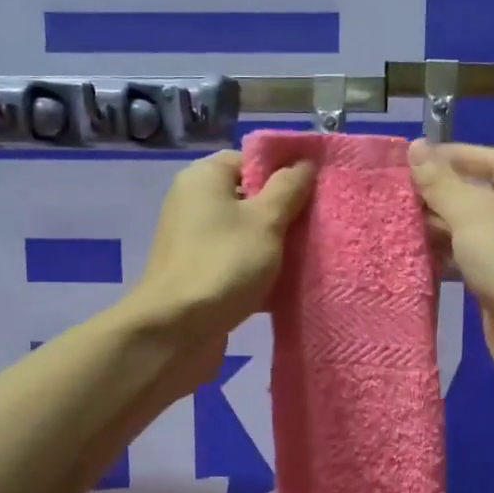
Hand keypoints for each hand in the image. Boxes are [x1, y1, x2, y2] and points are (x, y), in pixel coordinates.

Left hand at [127, 150, 314, 389]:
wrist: (175, 331)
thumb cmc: (223, 264)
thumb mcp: (265, 220)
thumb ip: (288, 189)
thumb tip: (304, 163)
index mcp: (204, 178)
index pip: (251, 161)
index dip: (284, 173)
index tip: (316, 193)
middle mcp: (194, 204)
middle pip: (249, 198)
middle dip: (284, 213)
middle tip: (319, 227)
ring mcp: (194, 242)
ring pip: (246, 234)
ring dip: (275, 246)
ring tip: (310, 256)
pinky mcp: (199, 275)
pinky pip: (237, 263)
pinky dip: (259, 271)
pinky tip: (288, 285)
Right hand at [408, 140, 493, 395]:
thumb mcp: (471, 214)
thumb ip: (439, 181)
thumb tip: (415, 145)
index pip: (490, 158)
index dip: (452, 156)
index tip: (412, 159)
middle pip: (480, 194)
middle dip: (440, 195)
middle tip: (397, 195)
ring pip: (473, 229)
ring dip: (439, 228)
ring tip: (399, 224)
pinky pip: (472, 259)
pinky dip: (448, 256)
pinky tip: (417, 256)